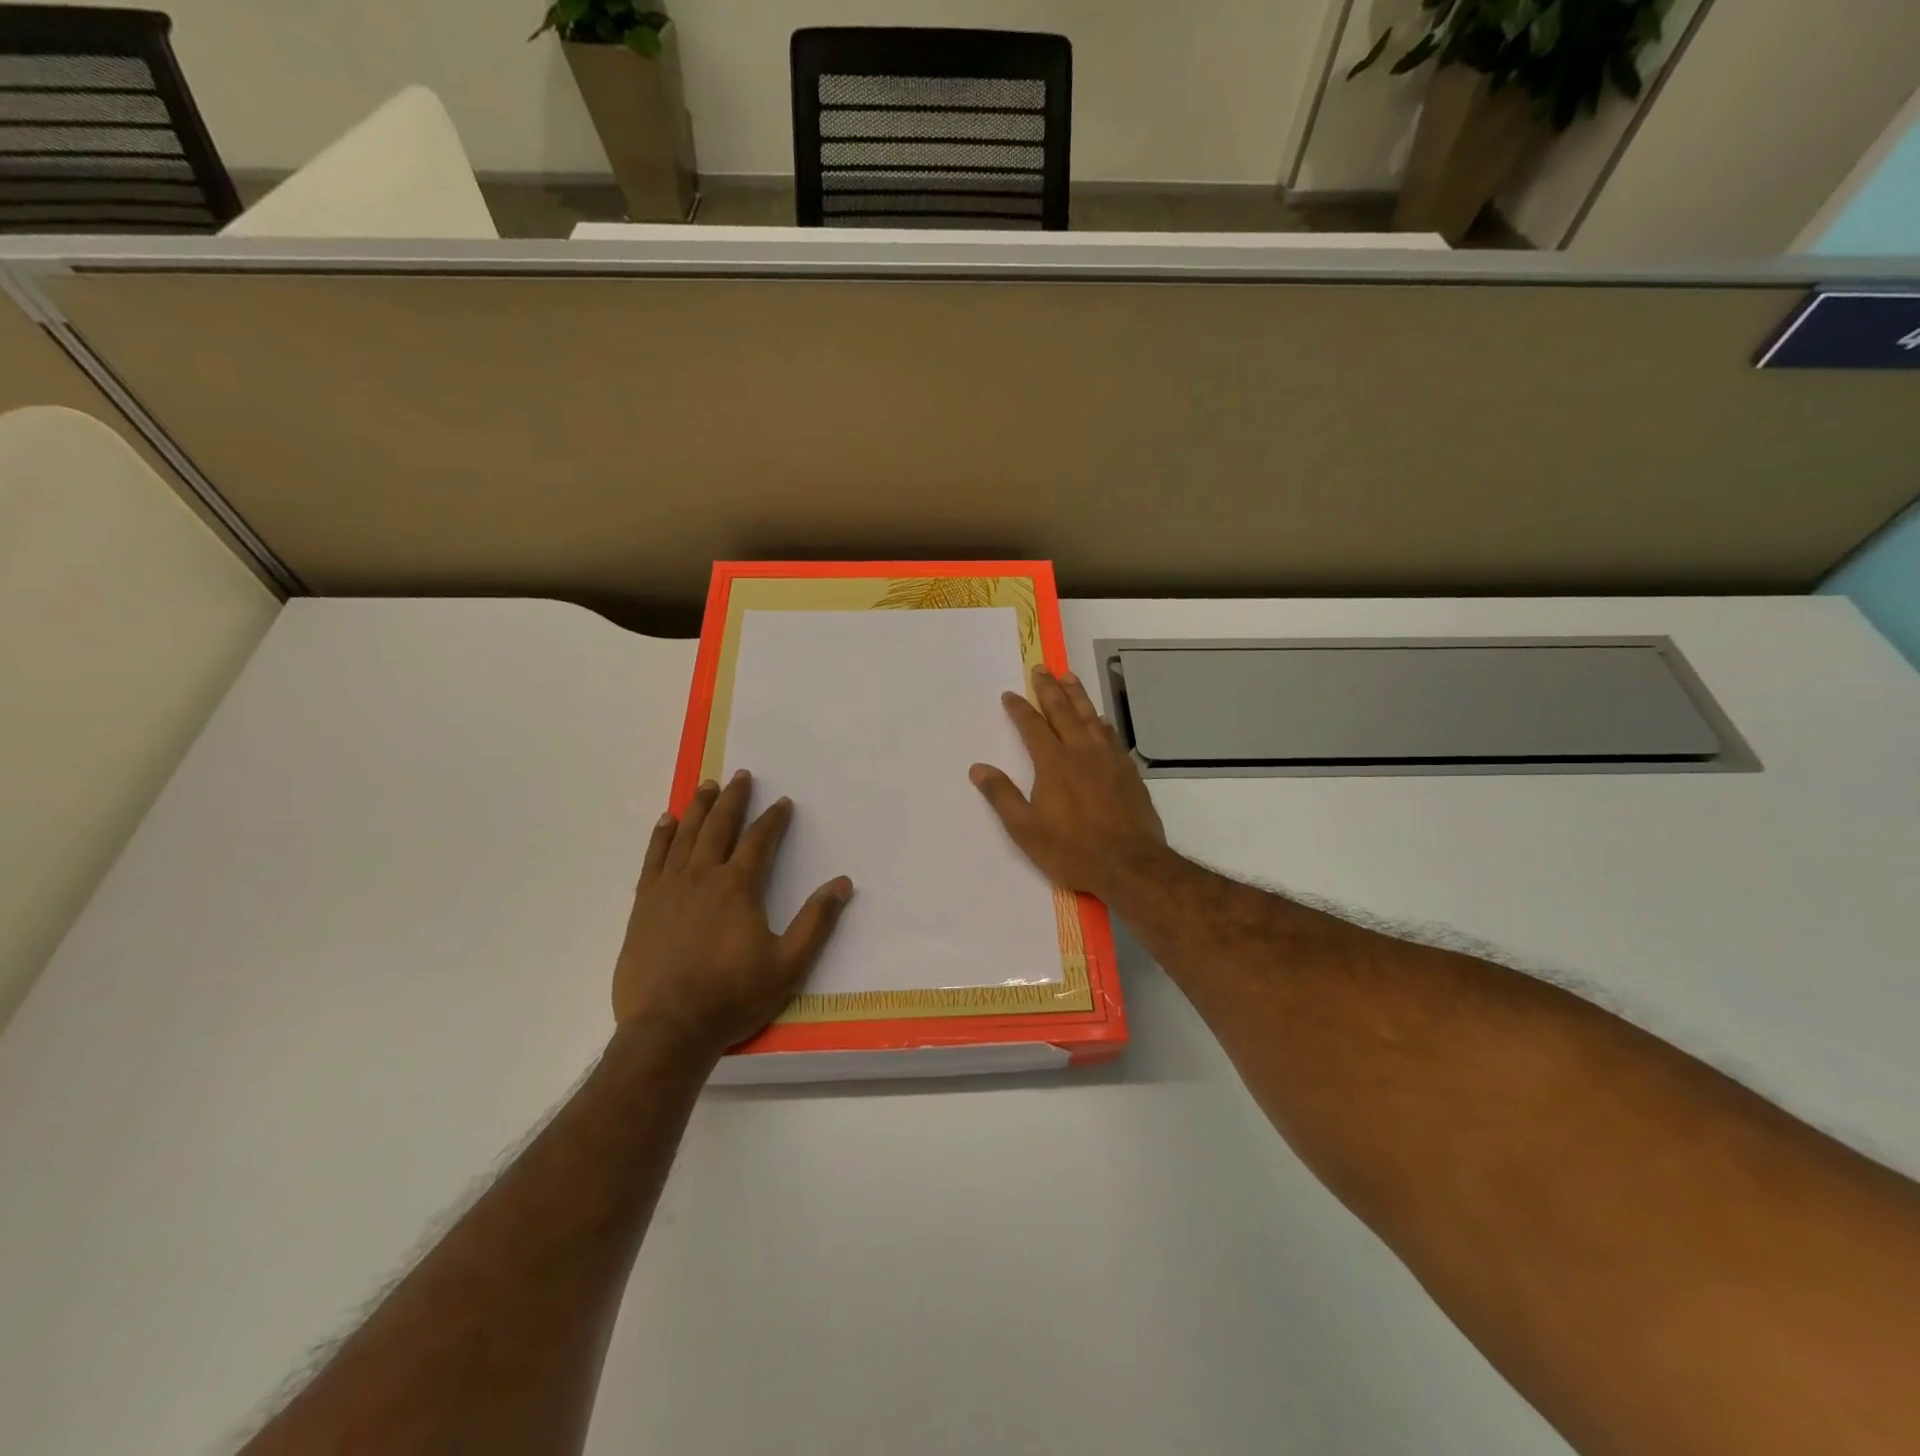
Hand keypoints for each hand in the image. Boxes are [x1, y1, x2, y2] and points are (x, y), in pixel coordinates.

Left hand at [613, 771, 851, 1057]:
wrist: (668, 1029)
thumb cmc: (732, 996)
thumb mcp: (788, 964)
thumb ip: (816, 921)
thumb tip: (843, 883)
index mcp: (738, 887)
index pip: (760, 841)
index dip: (774, 819)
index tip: (783, 803)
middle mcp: (703, 877)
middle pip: (720, 827)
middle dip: (734, 799)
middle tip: (742, 776)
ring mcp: (669, 888)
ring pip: (685, 836)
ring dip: (698, 808)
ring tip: (707, 786)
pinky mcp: (644, 905)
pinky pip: (653, 859)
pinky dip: (661, 836)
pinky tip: (667, 821)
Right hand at [970, 666, 1170, 908]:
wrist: (1129, 864)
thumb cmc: (1072, 849)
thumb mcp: (1025, 829)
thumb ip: (1002, 796)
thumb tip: (978, 768)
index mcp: (1054, 763)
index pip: (1032, 726)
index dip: (1019, 709)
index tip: (1010, 694)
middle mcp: (1082, 752)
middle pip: (1063, 711)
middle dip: (1049, 689)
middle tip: (1042, 669)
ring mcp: (1108, 759)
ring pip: (1090, 717)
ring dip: (1077, 695)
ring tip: (1068, 677)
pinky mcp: (1128, 771)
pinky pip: (1110, 735)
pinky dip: (1100, 721)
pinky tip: (1098, 719)